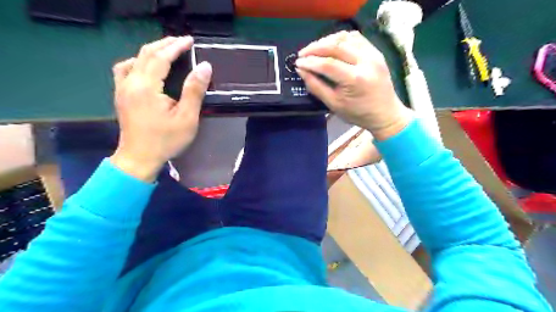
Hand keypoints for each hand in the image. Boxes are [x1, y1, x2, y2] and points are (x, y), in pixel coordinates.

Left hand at [111, 37, 213, 181]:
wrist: (139, 158)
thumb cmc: (166, 140)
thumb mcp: (186, 118)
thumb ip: (194, 90)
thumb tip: (204, 67)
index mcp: (146, 87)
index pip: (160, 57)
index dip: (176, 46)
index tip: (190, 40)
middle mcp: (130, 82)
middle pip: (146, 54)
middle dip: (164, 45)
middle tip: (182, 42)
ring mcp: (122, 88)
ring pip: (134, 59)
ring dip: (151, 51)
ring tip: (167, 51)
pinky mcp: (121, 96)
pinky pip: (125, 70)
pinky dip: (138, 62)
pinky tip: (146, 67)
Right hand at [298, 30, 413, 139]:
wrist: (385, 113)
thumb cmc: (358, 113)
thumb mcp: (334, 105)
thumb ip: (316, 86)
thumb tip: (301, 70)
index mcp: (356, 79)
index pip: (328, 64)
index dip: (310, 62)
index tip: (297, 63)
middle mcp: (366, 62)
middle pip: (336, 46)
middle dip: (315, 48)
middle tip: (302, 54)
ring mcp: (374, 54)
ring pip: (345, 38)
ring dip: (326, 41)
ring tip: (315, 50)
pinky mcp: (376, 51)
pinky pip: (355, 38)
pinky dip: (340, 39)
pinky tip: (331, 46)